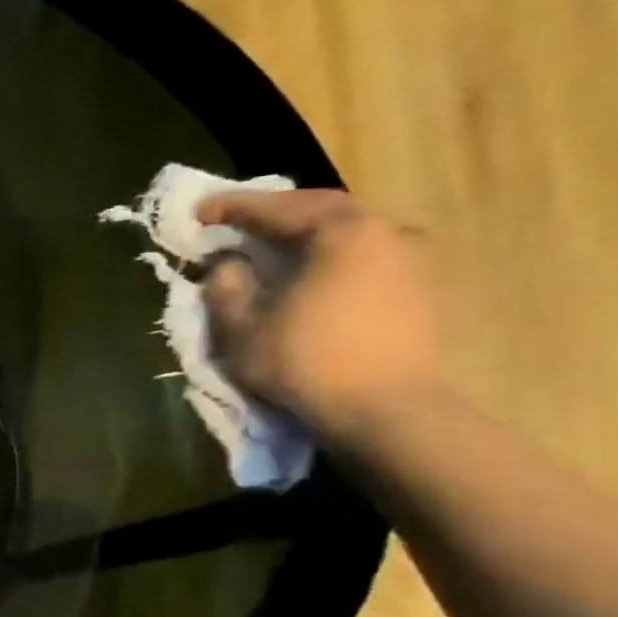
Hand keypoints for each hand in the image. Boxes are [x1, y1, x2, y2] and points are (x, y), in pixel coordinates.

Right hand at [198, 189, 442, 441]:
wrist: (388, 409)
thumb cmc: (306, 361)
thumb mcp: (241, 325)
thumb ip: (226, 284)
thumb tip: (228, 263)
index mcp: (341, 232)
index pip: (276, 207)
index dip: (231, 207)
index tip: (198, 211)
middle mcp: (385, 232)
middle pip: (321, 209)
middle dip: (273, 212)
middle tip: (235, 222)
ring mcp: (411, 259)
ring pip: (348, 230)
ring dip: (306, 232)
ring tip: (272, 246)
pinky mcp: (420, 287)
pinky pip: (365, 254)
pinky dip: (330, 254)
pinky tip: (310, 270)